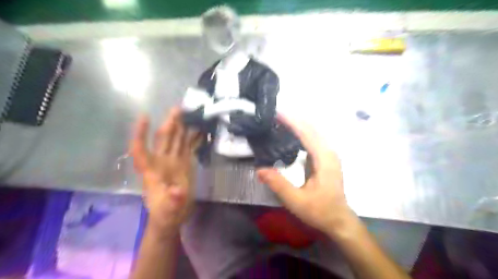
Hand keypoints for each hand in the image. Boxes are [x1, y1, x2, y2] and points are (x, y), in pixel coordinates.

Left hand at [133, 107, 202, 236]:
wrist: (173, 216)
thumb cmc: (165, 213)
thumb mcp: (168, 210)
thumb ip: (173, 200)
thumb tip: (178, 191)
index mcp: (152, 170)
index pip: (141, 149)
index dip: (141, 134)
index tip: (146, 117)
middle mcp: (162, 162)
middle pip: (163, 139)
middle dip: (170, 124)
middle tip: (178, 109)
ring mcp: (175, 162)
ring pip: (177, 140)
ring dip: (182, 127)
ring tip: (190, 114)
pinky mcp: (185, 164)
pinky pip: (188, 147)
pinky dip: (193, 138)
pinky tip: (200, 130)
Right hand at [256, 115, 353, 237]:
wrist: (338, 220)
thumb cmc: (319, 211)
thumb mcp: (296, 200)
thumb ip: (278, 184)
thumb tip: (259, 169)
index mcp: (324, 159)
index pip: (307, 133)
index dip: (292, 122)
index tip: (277, 113)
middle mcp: (329, 152)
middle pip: (312, 128)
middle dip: (294, 119)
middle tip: (275, 115)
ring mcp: (329, 155)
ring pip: (314, 132)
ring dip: (298, 124)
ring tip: (280, 121)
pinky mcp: (326, 159)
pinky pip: (314, 140)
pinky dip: (302, 133)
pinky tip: (291, 134)